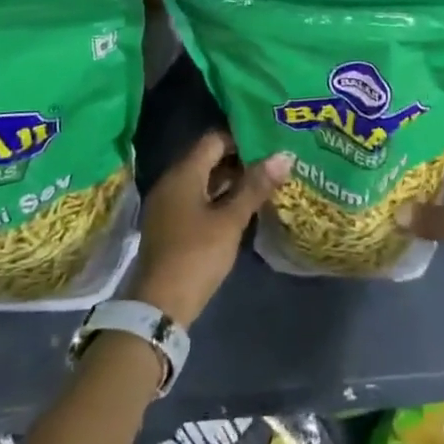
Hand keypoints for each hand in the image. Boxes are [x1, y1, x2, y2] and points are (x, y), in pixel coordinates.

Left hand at [127, 131, 291, 329]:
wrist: (159, 306)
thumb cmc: (196, 255)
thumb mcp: (230, 221)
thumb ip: (255, 187)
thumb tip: (284, 156)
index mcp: (183, 173)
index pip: (214, 139)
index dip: (241, 137)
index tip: (269, 140)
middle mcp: (172, 182)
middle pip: (208, 158)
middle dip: (240, 158)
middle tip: (273, 160)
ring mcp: (168, 204)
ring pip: (203, 180)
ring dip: (231, 180)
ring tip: (264, 180)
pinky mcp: (171, 224)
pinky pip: (197, 198)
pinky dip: (219, 197)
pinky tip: (243, 206)